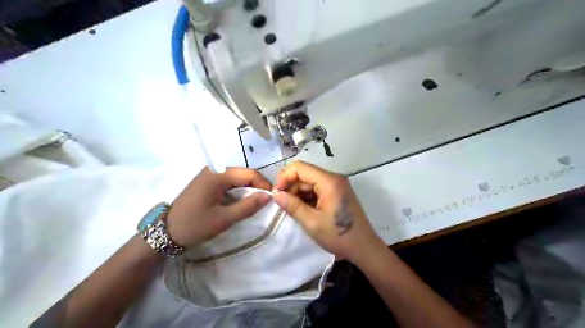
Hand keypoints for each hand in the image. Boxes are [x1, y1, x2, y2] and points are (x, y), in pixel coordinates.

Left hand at [167, 167, 270, 246]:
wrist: (165, 233)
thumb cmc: (195, 225)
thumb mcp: (224, 219)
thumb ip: (248, 206)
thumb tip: (269, 196)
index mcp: (218, 175)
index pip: (249, 174)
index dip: (264, 184)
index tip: (273, 198)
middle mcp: (214, 170)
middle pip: (243, 174)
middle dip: (257, 186)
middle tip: (266, 201)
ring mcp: (208, 175)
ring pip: (236, 178)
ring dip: (248, 189)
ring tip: (255, 202)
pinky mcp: (206, 182)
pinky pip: (227, 182)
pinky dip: (237, 191)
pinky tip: (240, 201)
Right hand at [273, 161, 384, 263]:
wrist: (364, 248)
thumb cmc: (338, 235)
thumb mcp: (312, 222)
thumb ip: (292, 206)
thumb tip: (276, 195)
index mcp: (329, 181)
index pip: (300, 167)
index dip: (285, 177)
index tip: (276, 193)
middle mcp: (334, 178)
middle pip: (305, 174)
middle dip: (291, 186)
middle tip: (282, 204)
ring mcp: (337, 185)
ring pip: (310, 182)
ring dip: (298, 193)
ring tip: (292, 209)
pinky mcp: (337, 192)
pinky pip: (317, 189)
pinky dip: (307, 197)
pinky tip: (303, 209)